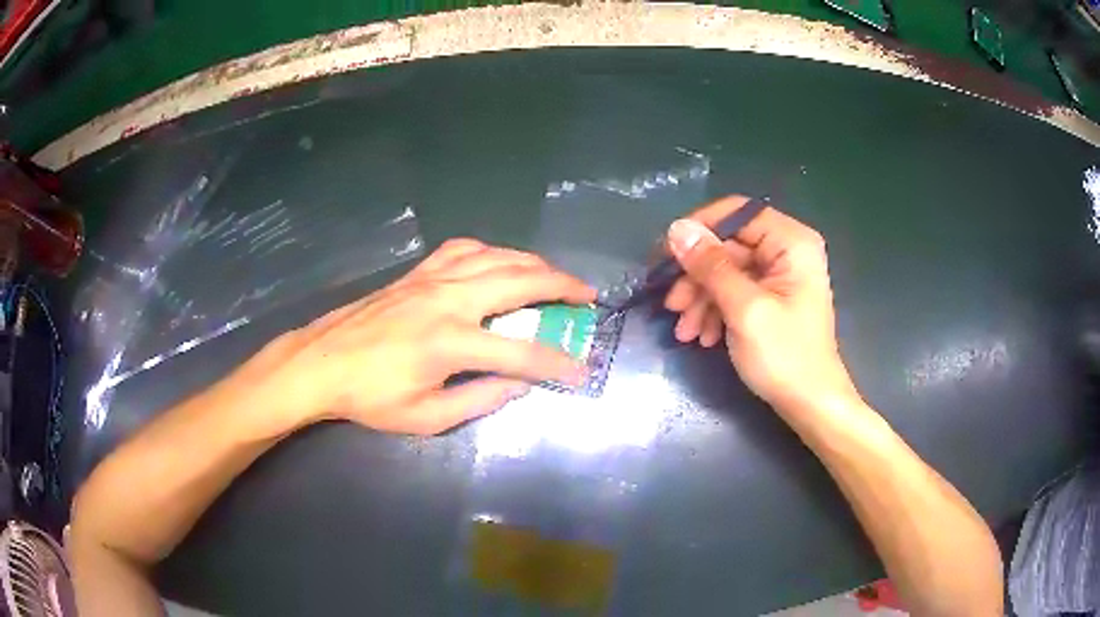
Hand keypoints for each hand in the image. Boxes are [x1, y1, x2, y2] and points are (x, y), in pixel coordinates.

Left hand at [231, 239, 594, 436]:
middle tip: (587, 295)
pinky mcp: (416, 272)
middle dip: (562, 287)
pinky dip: (491, 251)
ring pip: (496, 257)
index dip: (558, 363)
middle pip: (519, 281)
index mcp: (451, 342)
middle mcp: (448, 300)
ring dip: (533, 263)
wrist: (321, 363)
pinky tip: (499, 260)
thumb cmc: (370, 397)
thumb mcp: (425, 416)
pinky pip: (462, 249)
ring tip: (555, 275)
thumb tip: (521, 385)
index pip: (522, 351)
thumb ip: (480, 399)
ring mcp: (431, 279)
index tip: (582, 370)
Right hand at [664, 196, 858, 413]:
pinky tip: (702, 337)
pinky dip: (715, 311)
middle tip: (671, 305)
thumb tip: (676, 229)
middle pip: (728, 246)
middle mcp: (786, 250)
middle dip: (697, 277)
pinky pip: (735, 292)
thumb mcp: (744, 309)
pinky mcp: (771, 299)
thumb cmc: (785, 356)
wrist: (810, 405)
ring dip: (701, 299)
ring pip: (726, 272)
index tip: (667, 255)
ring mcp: (779, 276)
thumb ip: (711, 266)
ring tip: (684, 331)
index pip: (736, 213)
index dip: (699, 229)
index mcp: (791, 242)